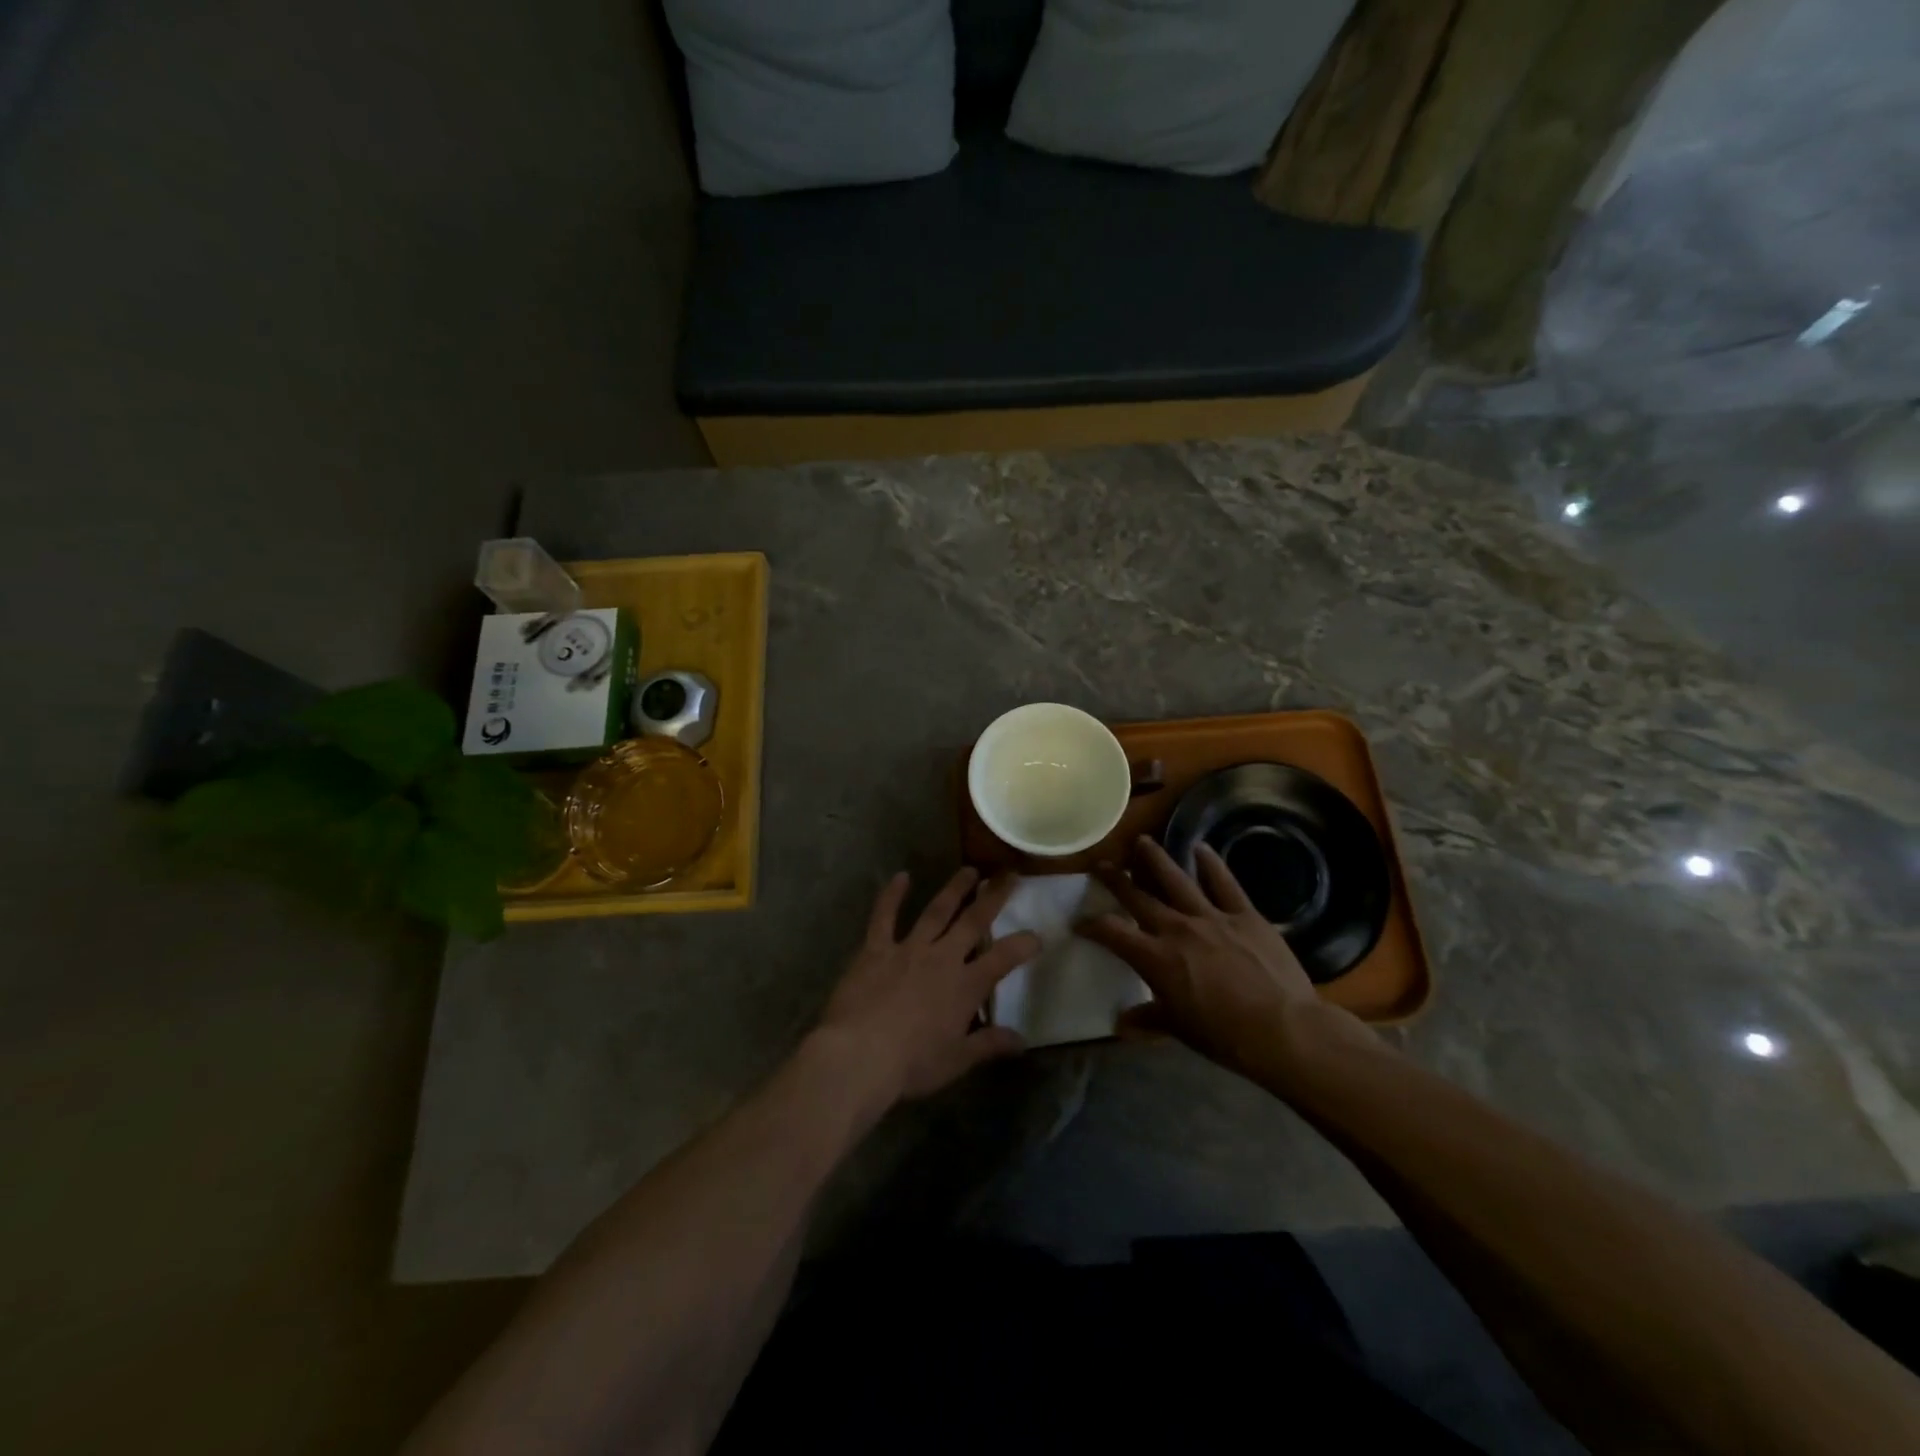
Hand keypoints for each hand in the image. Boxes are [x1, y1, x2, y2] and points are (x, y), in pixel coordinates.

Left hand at [815, 868, 1039, 1106]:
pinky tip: (901, 876)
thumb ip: (990, 1045)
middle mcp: (942, 958)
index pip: (1003, 959)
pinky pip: (884, 916)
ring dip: (954, 889)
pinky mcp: (876, 948)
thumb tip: (1022, 1041)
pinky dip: (892, 895)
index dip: (1023, 945)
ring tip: (969, 871)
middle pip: (973, 921)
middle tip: (1008, 875)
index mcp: (965, 986)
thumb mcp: (957, 1061)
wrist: (859, 1055)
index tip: (1037, 935)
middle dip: (993, 898)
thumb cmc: (912, 1063)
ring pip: (936, 911)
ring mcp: (908, 948)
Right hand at [1078, 837, 1361, 1082]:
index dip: (1093, 925)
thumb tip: (1120, 1023)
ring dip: (1156, 860)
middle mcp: (1177, 928)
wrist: (1283, 1028)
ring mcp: (1212, 917)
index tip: (1080, 921)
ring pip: (1176, 880)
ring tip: (1142, 841)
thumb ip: (1148, 1019)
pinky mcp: (1244, 915)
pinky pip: (1224, 883)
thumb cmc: (1225, 1036)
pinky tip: (1201, 848)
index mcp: (1156, 958)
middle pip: (1139, 897)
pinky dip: (1211, 864)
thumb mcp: (1179, 1029)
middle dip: (1116, 880)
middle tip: (1102, 865)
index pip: (1113, 933)